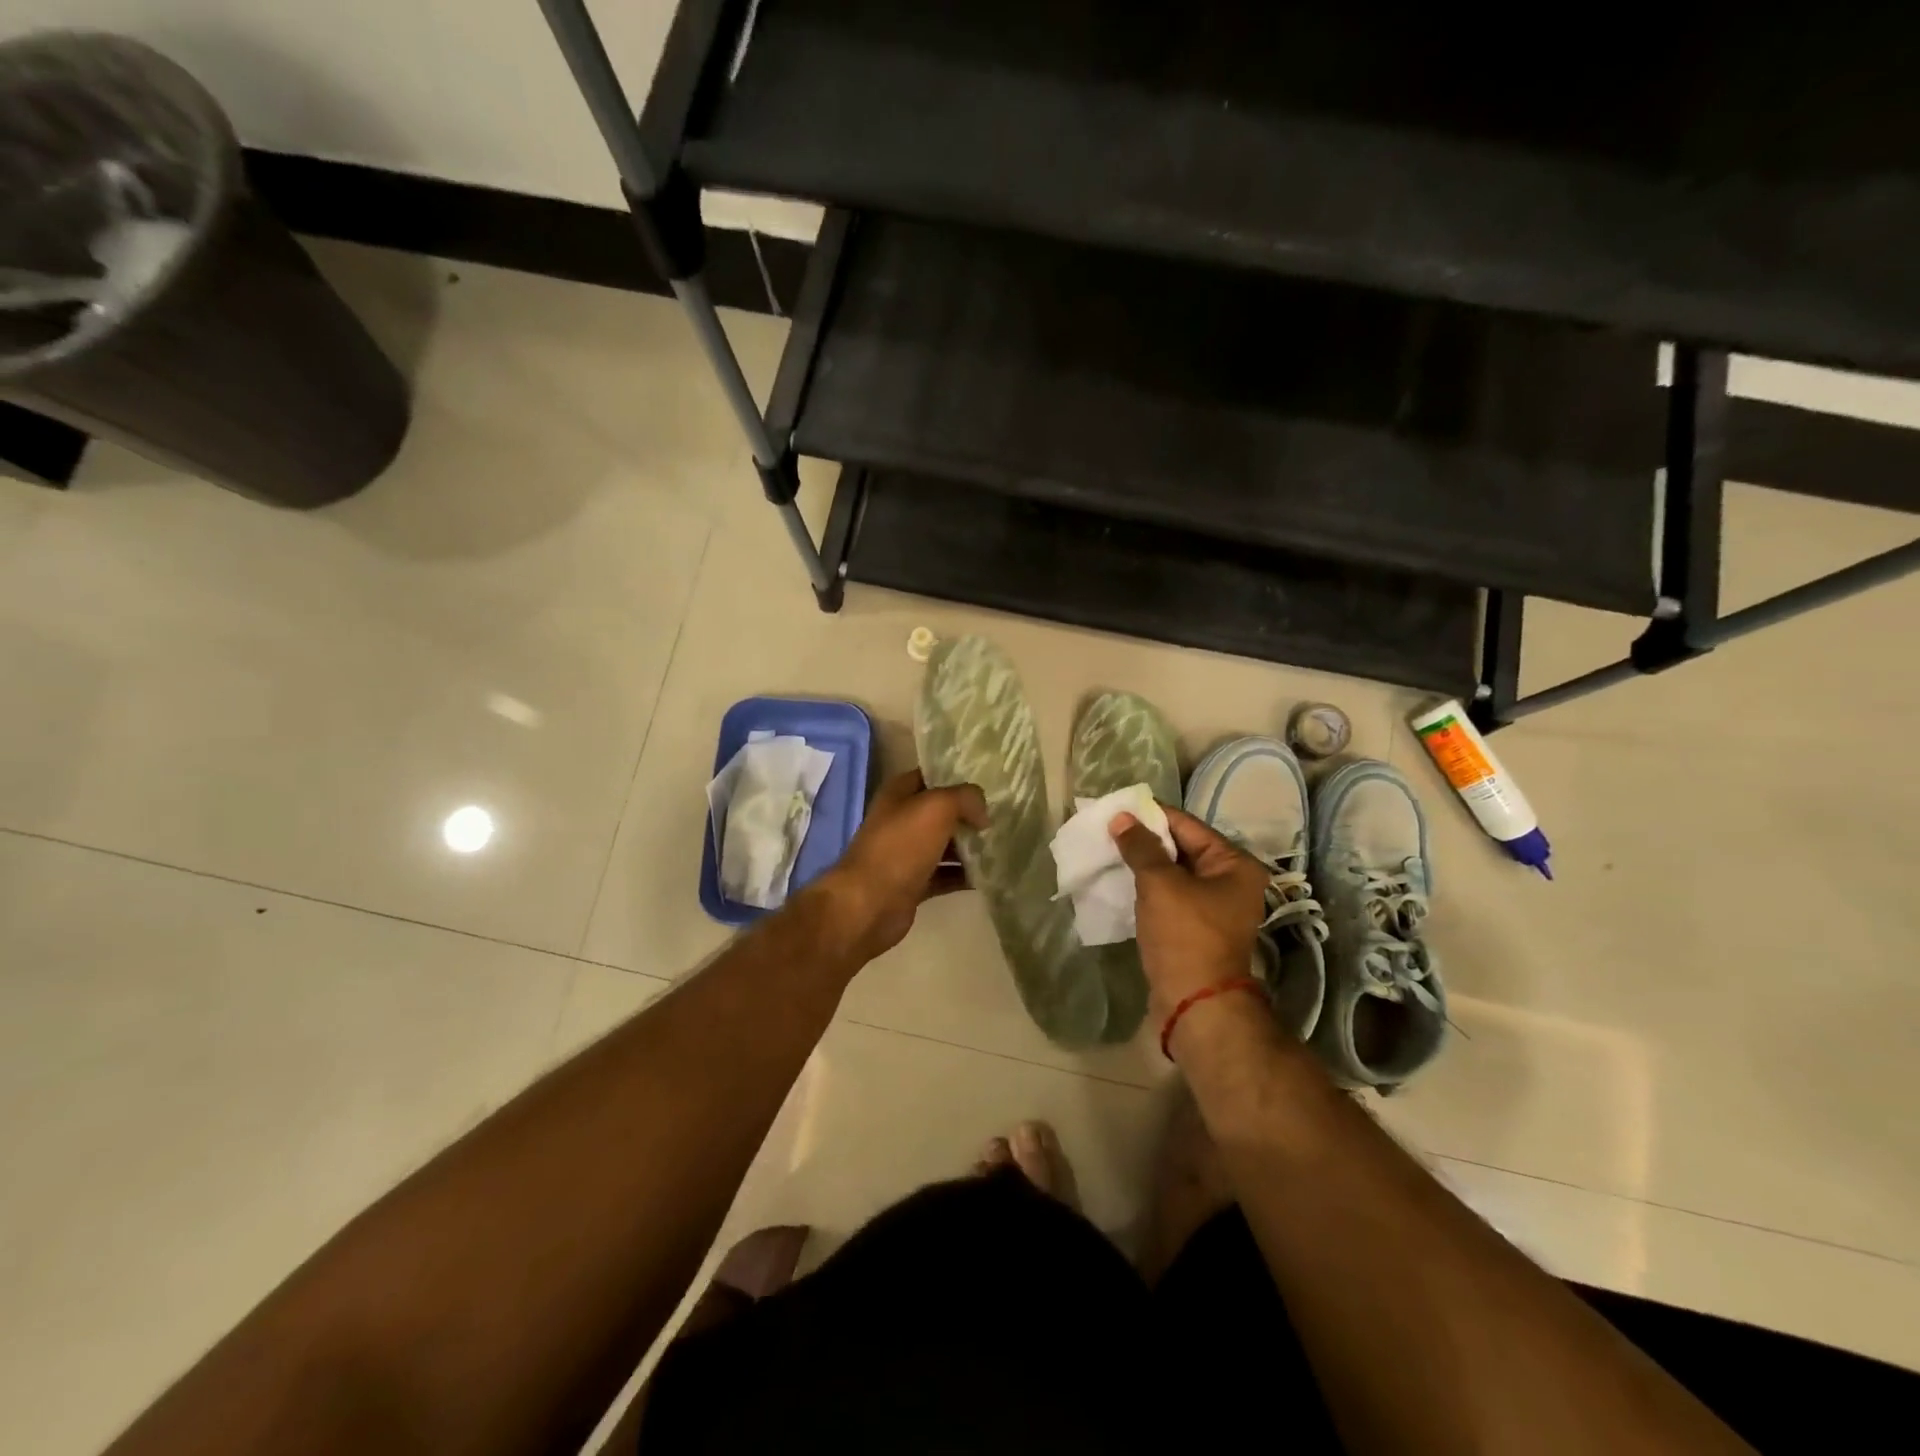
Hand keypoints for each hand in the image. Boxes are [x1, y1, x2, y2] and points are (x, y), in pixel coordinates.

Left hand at [808, 769, 987, 965]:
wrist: (869, 904)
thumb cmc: (900, 846)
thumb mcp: (937, 807)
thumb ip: (965, 798)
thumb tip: (982, 814)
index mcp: (899, 793)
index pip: (933, 775)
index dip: (959, 776)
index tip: (991, 783)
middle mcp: (901, 819)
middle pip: (942, 811)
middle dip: (970, 814)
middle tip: (1002, 816)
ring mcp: (906, 853)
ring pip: (945, 844)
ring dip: (970, 846)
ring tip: (1003, 845)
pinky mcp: (913, 883)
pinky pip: (945, 874)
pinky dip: (964, 875)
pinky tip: (989, 875)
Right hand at [1110, 806, 1267, 1019]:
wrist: (1195, 1004)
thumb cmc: (1185, 936)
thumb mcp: (1160, 884)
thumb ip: (1140, 847)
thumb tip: (1122, 818)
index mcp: (1234, 865)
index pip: (1187, 825)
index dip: (1151, 815)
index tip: (1117, 808)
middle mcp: (1230, 882)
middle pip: (1181, 848)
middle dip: (1145, 840)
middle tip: (1108, 829)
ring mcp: (1214, 907)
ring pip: (1173, 873)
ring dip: (1143, 864)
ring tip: (1108, 852)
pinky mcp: (1195, 928)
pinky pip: (1169, 896)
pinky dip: (1146, 888)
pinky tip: (1120, 881)